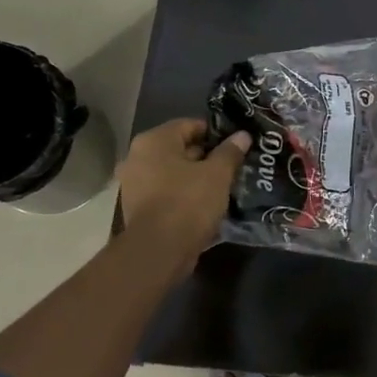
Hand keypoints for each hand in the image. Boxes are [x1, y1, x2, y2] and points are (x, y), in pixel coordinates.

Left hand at [115, 120, 248, 274]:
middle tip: (232, 165)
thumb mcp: (218, 174)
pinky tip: (205, 203)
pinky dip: (183, 194)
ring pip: (173, 172)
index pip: (190, 125)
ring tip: (222, 185)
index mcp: (154, 141)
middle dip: (206, 156)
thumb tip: (242, 136)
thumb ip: (230, 152)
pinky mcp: (137, 207)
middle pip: (180, 148)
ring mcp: (134, 184)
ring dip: (195, 177)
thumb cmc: (188, 202)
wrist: (159, 251)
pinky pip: (166, 192)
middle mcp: (137, 157)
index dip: (216, 133)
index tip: (236, 145)